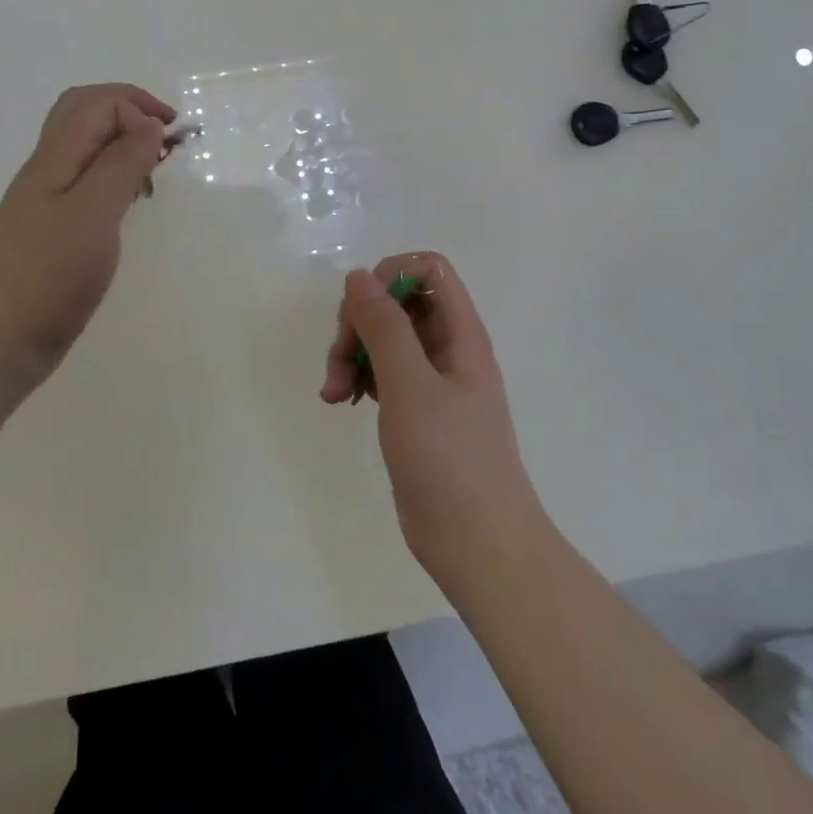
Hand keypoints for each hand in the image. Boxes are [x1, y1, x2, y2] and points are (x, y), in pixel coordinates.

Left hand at [0, 83, 175, 396]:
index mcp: (54, 158)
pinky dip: (115, 174)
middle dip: (129, 111)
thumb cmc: (49, 275)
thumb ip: (121, 164)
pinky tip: (130, 201)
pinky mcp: (55, 227)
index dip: (137, 107)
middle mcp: (48, 169)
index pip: (97, 103)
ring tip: (153, 168)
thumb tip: (149, 124)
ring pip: (85, 146)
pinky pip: (87, 179)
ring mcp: (48, 198)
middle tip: (165, 138)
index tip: (171, 142)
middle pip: (84, 112)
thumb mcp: (93, 213)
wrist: (1, 339)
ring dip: (122, 142)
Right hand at [321, 252, 546, 589]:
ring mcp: (432, 381)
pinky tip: (344, 402)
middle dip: (360, 323)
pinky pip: (383, 372)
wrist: (478, 543)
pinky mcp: (416, 410)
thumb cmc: (450, 460)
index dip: (390, 277)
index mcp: (460, 334)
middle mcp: (448, 349)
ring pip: (385, 339)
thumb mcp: (410, 386)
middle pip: (398, 303)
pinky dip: (359, 378)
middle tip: (338, 364)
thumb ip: (384, 327)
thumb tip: (359, 276)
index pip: (428, 270)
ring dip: (352, 354)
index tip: (361, 312)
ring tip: (334, 393)